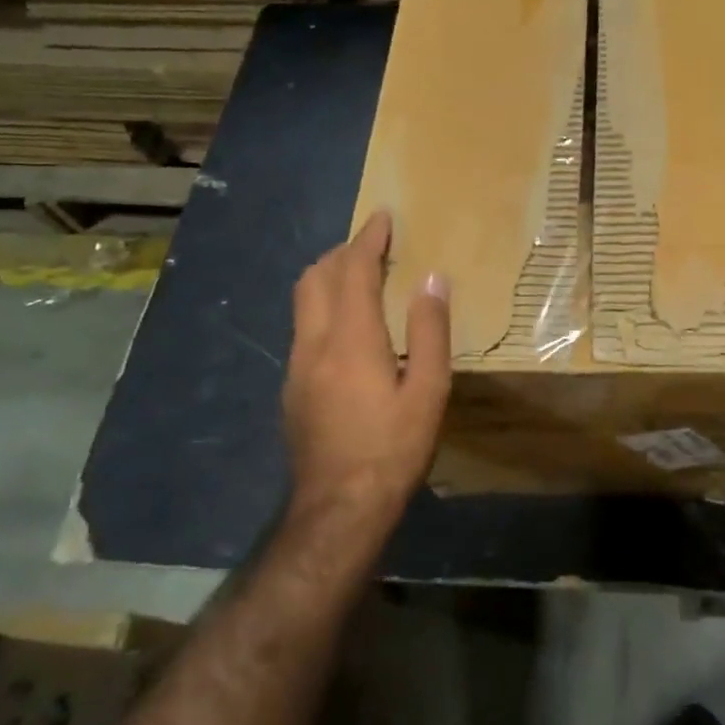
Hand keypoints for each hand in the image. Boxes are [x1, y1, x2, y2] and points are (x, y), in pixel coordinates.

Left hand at [278, 210, 450, 562]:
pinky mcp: (292, 389)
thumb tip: (433, 279)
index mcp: (351, 339)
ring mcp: (296, 367)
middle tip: (374, 245)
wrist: (339, 507)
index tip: (383, 216)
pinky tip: (348, 328)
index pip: (353, 270)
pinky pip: (304, 328)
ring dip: (329, 278)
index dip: (368, 238)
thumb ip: (430, 331)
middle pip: (316, 277)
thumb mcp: (429, 392)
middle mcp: (314, 344)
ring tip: (360, 277)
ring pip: (303, 302)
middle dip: (342, 252)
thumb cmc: (393, 448)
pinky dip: (323, 307)